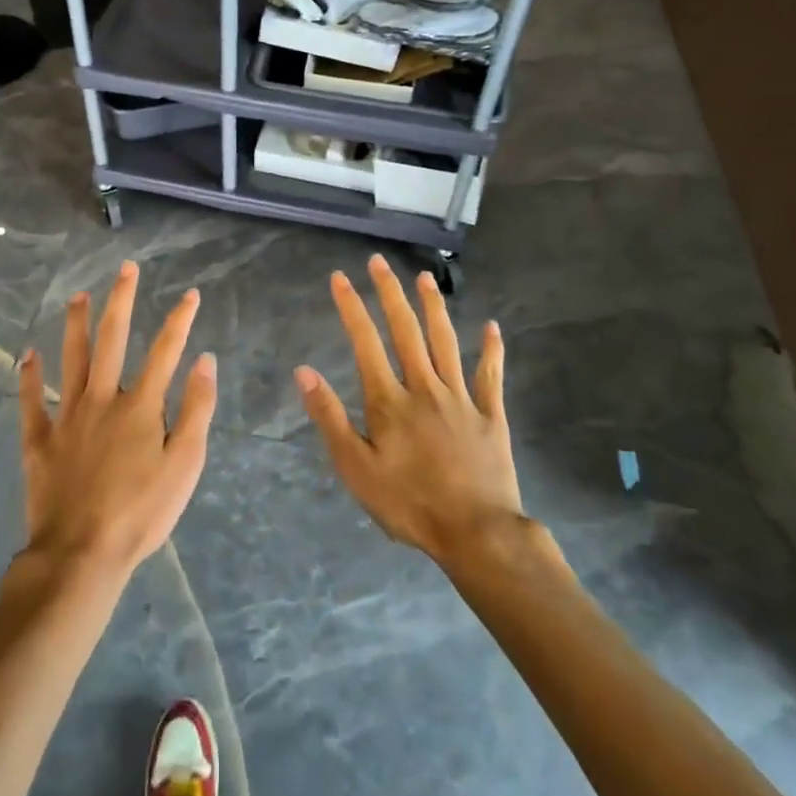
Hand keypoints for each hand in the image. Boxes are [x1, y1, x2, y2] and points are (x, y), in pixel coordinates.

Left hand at [17, 261, 218, 580]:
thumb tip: (205, 360)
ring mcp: (67, 417)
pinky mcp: (40, 441)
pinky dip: (29, 377)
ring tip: (78, 296)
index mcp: (141, 406)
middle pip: (112, 340)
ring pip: (71, 360)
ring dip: (75, 325)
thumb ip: (196, 409)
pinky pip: (32, 402)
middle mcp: (103, 399)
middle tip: (125, 269)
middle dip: (121, 301)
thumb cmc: (141, 513)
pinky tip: (27, 354)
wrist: (81, 555)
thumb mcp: (185, 465)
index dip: (179, 320)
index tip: (190, 294)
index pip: (165, 351)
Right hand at [295, 255, 524, 564]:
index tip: (340, 277)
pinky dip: (492, 350)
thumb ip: (330, 418)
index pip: (365, 342)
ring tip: (424, 278)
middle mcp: (424, 387)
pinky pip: (491, 376)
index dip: (351, 307)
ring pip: (446, 342)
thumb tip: (304, 371)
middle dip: (390, 293)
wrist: (477, 534)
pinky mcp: (490, 415)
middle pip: (406, 330)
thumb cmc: (409, 505)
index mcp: (390, 400)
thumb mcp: (356, 469)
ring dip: (433, 307)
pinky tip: (492, 327)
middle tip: (379, 261)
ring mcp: (461, 398)